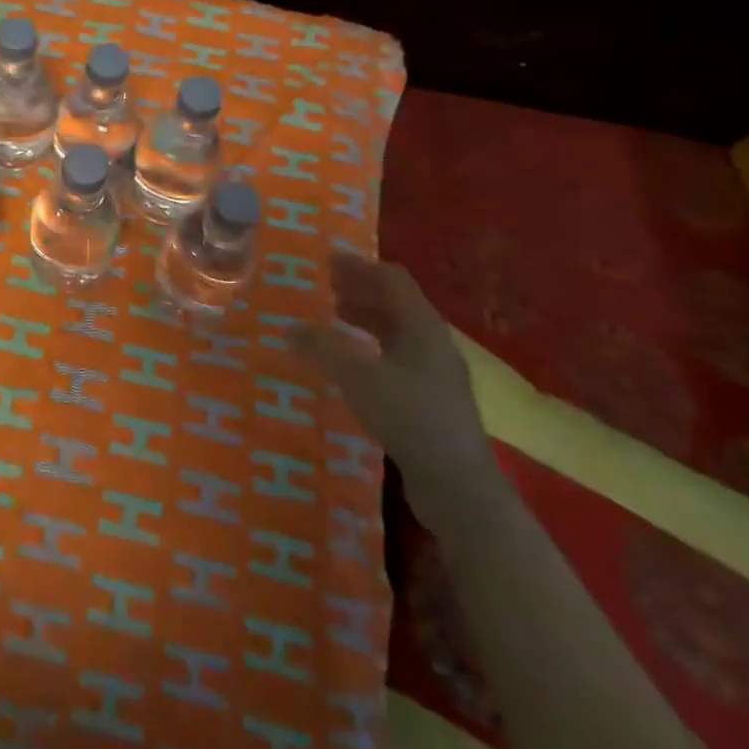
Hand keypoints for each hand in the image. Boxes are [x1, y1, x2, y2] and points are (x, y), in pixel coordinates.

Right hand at [290, 252, 501, 530]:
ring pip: (397, 333)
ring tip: (331, 319)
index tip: (327, 261)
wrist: (459, 487)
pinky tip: (350, 364)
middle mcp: (433, 343)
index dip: (360, 266)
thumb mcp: (358, 378)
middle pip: (396, 304)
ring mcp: (436, 374)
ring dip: (365, 320)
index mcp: (423, 327)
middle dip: (360, 291)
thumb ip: (323, 349)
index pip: (393, 279)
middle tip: (324, 287)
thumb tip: (289, 327)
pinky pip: (397, 359)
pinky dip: (370, 349)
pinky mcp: (431, 401)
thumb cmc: (410, 418)